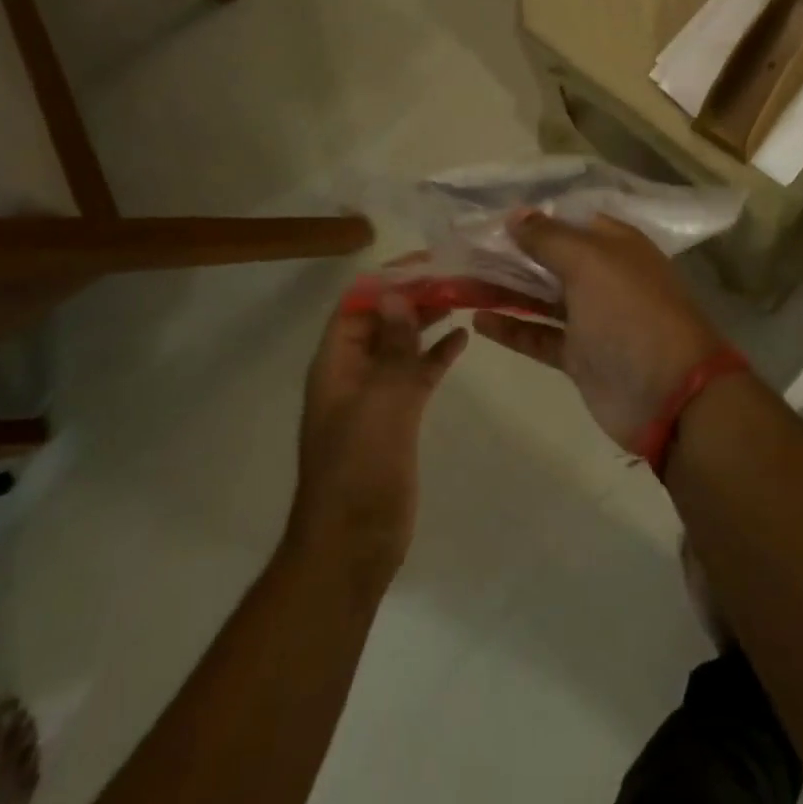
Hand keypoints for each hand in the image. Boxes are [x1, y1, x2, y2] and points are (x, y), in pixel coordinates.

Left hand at [289, 292, 466, 588]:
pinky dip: (437, 355)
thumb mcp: (380, 401)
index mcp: (337, 361)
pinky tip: (464, 339)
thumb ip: (393, 348)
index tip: (431, 261)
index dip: (389, 278)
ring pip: (402, 344)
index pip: (359, 302)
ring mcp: (375, 394)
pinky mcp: (397, 416)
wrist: (353, 542)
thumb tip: (397, 295)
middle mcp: (353, 370)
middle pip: (383, 319)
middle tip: (458, 275)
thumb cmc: (360, 468)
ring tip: (465, 297)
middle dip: (415, 295)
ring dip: (428, 320)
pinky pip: (417, 374)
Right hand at [474, 212, 728, 450]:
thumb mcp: (591, 263)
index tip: (486, 217)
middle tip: (462, 249)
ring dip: (503, 288)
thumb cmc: (631, 314)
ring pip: (539, 297)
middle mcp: (603, 276)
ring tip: (460, 280)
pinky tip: (478, 318)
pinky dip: (511, 327)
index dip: (530, 217)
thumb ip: (549, 238)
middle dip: (509, 253)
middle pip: (549, 258)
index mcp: (614, 245)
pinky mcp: (579, 355)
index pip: (566, 220)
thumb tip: (515, 214)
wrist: (669, 395)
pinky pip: (539, 335)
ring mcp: (591, 318)